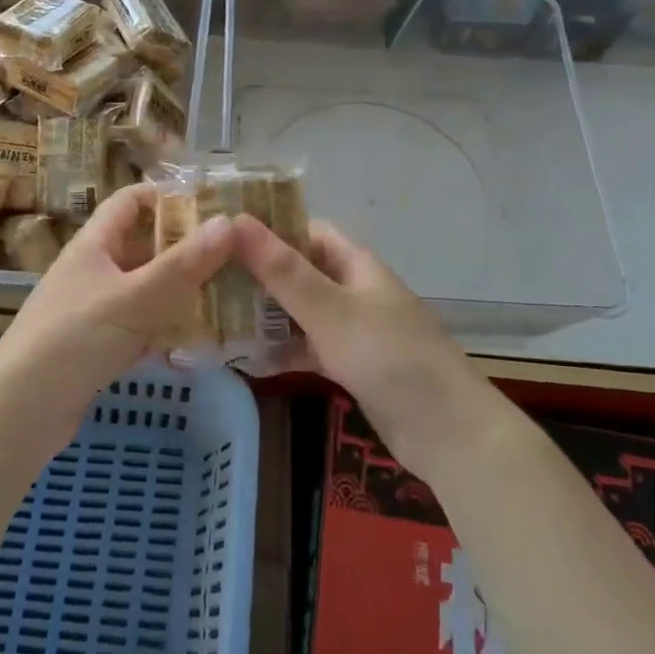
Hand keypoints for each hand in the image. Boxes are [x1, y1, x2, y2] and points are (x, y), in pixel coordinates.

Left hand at [0, 184, 234, 421]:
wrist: (20, 411)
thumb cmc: (76, 338)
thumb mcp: (136, 297)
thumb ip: (184, 264)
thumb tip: (229, 222)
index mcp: (94, 244)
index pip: (130, 201)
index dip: (165, 196)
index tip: (209, 206)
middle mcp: (93, 270)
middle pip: (143, 247)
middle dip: (185, 251)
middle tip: (232, 256)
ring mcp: (93, 309)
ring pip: (145, 290)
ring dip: (180, 293)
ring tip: (225, 298)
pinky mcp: (96, 346)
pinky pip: (139, 327)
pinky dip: (165, 330)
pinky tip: (196, 344)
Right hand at [231, 215, 506, 478]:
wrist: (447, 432)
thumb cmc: (389, 356)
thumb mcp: (330, 310)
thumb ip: (282, 269)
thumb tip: (234, 221)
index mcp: (354, 264)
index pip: (306, 230)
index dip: (268, 229)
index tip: (222, 236)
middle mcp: (353, 289)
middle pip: (299, 271)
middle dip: (258, 275)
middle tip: (206, 280)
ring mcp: (353, 329)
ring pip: (301, 312)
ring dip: (266, 315)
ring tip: (215, 318)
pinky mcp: (351, 365)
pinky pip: (309, 348)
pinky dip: (283, 352)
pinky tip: (247, 361)